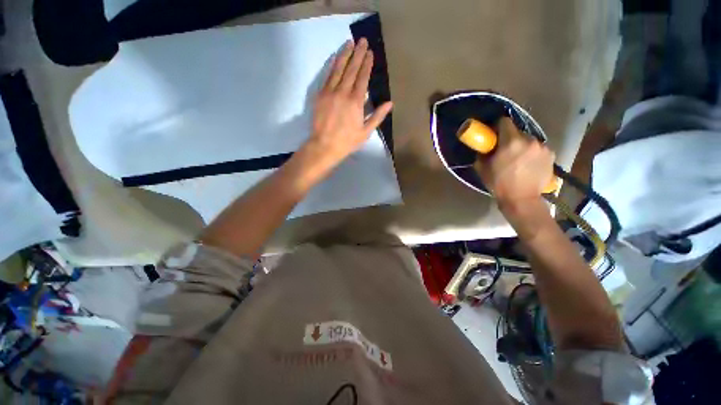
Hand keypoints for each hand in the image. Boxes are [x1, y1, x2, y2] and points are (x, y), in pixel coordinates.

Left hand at [304, 38, 392, 164]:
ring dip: (345, 55)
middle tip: (362, 41)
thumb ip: (377, 116)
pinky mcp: (320, 94)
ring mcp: (330, 92)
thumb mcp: (366, 132)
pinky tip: (335, 58)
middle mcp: (343, 92)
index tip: (370, 53)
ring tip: (350, 43)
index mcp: (356, 102)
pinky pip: (327, 76)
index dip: (367, 64)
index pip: (363, 78)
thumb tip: (390, 103)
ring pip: (338, 69)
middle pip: (351, 69)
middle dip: (358, 54)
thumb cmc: (347, 141)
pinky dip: (332, 65)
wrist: (324, 145)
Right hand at [474, 117, 554, 209]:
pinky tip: (529, 164)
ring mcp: (543, 147)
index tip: (494, 134)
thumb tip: (484, 147)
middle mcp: (529, 140)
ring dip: (523, 146)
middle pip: (517, 131)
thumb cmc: (499, 184)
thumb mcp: (483, 168)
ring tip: (519, 159)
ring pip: (529, 140)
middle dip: (510, 138)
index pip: (504, 121)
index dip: (498, 126)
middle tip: (505, 151)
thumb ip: (483, 154)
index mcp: (510, 142)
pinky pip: (539, 148)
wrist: (521, 199)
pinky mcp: (551, 155)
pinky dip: (533, 153)